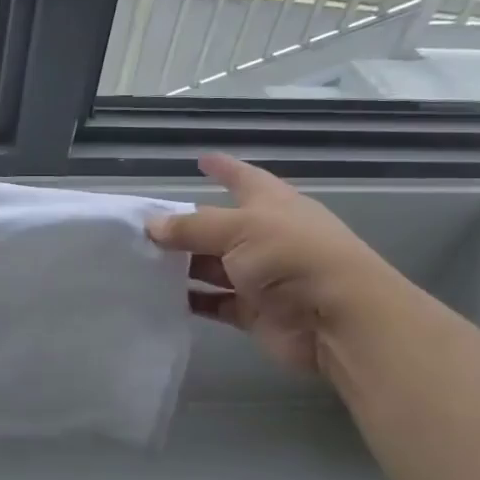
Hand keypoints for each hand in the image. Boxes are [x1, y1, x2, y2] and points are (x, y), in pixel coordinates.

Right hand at [146, 155, 406, 375]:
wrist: (338, 320)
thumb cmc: (291, 257)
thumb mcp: (238, 229)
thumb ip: (191, 227)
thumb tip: (151, 225)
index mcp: (271, 205)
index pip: (243, 178)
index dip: (223, 168)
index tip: (200, 159)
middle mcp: (266, 237)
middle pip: (218, 227)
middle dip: (185, 226)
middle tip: (142, 226)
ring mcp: (260, 276)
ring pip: (212, 266)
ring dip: (182, 265)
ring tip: (141, 261)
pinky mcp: (254, 312)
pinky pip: (215, 303)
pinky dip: (191, 300)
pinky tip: (159, 296)